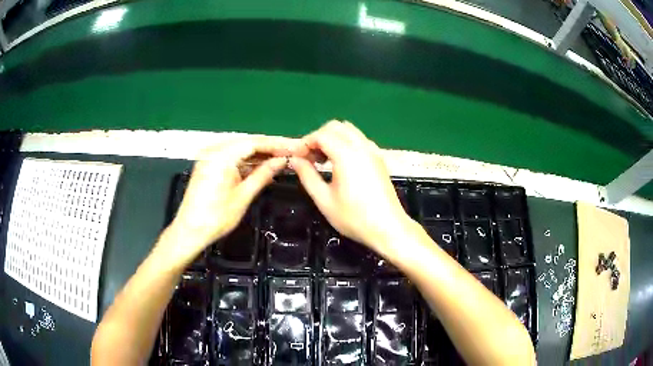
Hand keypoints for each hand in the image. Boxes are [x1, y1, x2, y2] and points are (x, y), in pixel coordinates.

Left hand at [158, 137, 292, 267]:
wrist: (190, 231)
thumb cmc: (216, 218)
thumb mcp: (243, 196)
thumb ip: (263, 175)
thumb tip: (282, 162)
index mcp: (221, 156)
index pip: (254, 142)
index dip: (276, 144)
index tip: (295, 147)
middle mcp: (214, 151)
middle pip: (247, 142)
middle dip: (270, 147)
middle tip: (291, 152)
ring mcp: (209, 157)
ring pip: (240, 149)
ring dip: (259, 154)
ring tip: (281, 158)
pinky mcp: (208, 165)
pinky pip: (232, 157)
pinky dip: (247, 161)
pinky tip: (261, 165)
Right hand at [290, 121, 410, 253]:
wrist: (388, 228)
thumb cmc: (354, 218)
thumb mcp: (324, 200)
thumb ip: (307, 176)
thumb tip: (295, 160)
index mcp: (347, 155)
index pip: (321, 135)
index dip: (305, 143)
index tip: (297, 157)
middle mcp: (362, 146)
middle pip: (336, 127)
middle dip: (319, 137)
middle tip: (309, 158)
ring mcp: (373, 151)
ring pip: (349, 131)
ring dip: (333, 138)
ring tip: (323, 160)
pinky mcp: (379, 158)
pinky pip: (359, 140)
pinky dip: (346, 143)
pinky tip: (341, 163)